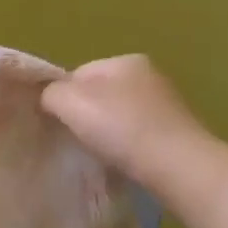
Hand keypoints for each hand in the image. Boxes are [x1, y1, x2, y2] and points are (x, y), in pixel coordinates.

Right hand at [40, 54, 204, 183]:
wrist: (178, 166)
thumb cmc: (121, 127)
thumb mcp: (71, 102)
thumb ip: (51, 93)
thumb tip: (49, 97)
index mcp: (126, 60)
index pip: (79, 74)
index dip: (63, 98)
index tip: (59, 123)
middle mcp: (150, 75)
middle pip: (100, 95)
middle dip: (86, 116)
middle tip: (77, 140)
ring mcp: (166, 105)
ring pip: (119, 117)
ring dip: (107, 134)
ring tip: (101, 155)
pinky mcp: (176, 133)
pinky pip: (138, 136)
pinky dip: (127, 147)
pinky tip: (123, 162)